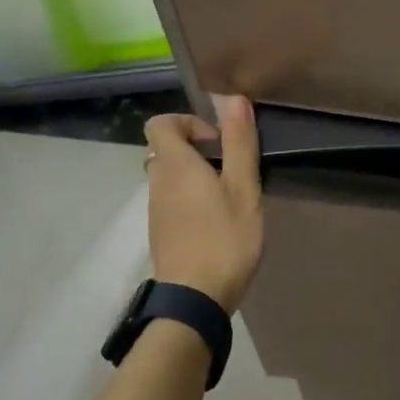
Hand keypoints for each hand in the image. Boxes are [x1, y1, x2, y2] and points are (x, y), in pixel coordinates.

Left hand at [143, 96, 263, 314]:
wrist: (194, 299)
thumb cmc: (224, 239)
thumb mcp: (243, 189)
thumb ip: (239, 144)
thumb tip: (235, 99)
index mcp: (174, 165)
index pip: (161, 123)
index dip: (188, 122)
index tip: (217, 141)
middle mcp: (157, 182)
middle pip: (165, 150)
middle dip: (195, 149)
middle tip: (228, 166)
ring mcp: (156, 210)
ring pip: (168, 177)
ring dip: (194, 175)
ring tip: (228, 195)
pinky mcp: (161, 233)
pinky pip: (171, 200)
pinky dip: (190, 199)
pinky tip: (217, 220)